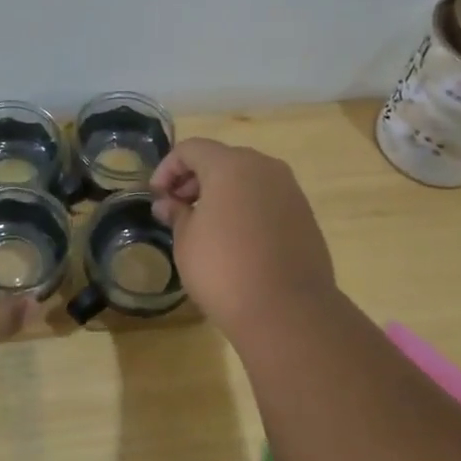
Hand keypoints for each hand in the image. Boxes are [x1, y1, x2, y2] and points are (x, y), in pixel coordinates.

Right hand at [150, 138, 339, 335]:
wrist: (288, 311)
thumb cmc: (224, 270)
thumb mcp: (186, 241)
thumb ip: (176, 213)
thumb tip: (168, 204)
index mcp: (230, 166)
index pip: (190, 149)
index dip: (167, 168)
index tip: (156, 197)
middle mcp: (264, 168)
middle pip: (221, 159)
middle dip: (194, 179)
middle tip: (176, 209)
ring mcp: (290, 191)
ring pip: (247, 178)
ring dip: (221, 193)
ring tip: (204, 225)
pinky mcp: (305, 215)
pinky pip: (267, 199)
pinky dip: (245, 207)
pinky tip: (235, 239)